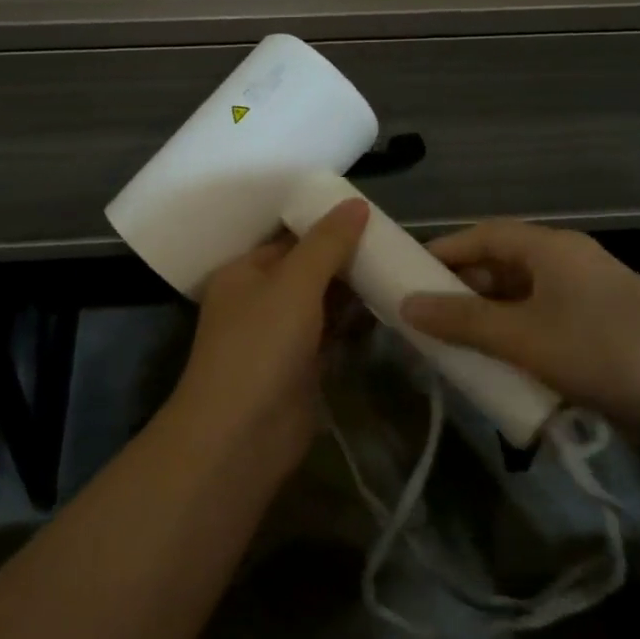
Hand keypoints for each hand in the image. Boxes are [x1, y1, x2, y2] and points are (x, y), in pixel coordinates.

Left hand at [169, 199, 368, 466]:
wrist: (241, 435)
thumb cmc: (260, 346)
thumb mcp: (294, 283)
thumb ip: (326, 244)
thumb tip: (356, 203)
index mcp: (244, 272)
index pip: (288, 238)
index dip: (326, 226)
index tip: (370, 215)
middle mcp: (258, 300)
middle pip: (307, 269)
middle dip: (345, 258)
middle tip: (393, 243)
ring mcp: (279, 337)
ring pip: (321, 303)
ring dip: (353, 292)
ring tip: (398, 270)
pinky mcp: (300, 368)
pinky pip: (330, 335)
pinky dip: (353, 324)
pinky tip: (387, 310)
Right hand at [398, 220, 639, 446]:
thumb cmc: (604, 352)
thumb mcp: (523, 337)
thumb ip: (462, 320)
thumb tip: (406, 304)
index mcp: (552, 249)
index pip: (484, 234)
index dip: (444, 250)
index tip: (408, 274)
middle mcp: (570, 264)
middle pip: (502, 265)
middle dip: (462, 289)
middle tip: (426, 315)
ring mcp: (589, 298)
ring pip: (522, 299)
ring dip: (488, 318)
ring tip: (453, 344)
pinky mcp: (603, 331)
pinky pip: (544, 324)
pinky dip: (516, 339)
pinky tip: (500, 366)